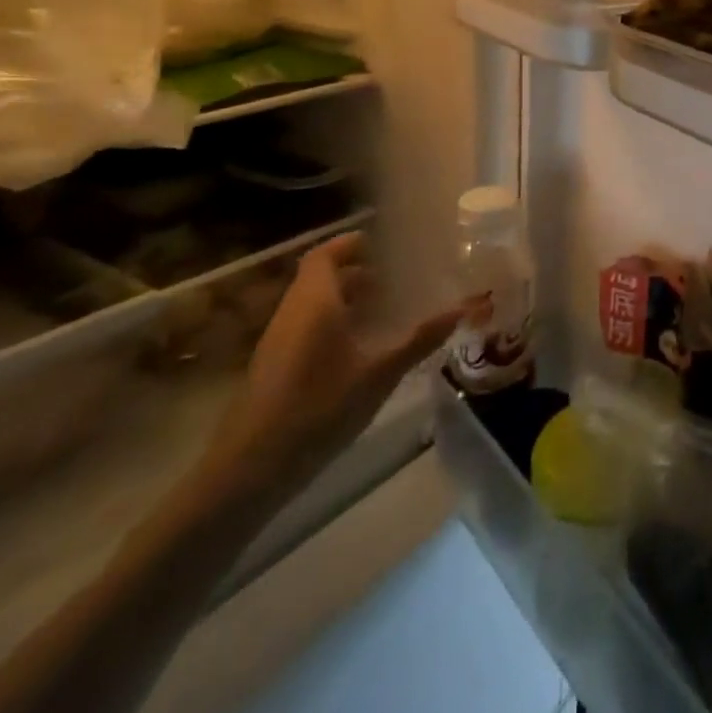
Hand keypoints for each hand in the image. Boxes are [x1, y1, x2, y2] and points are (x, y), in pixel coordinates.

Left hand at [197, 232, 463, 506]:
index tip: (380, 242)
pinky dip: (332, 322)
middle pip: (318, 278)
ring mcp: (278, 342)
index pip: (324, 255)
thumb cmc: (319, 408)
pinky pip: (305, 327)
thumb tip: (462, 309)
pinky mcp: (273, 368)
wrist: (249, 470)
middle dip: (353, 271)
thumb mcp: (380, 374)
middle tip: (392, 275)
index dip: (349, 244)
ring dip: (342, 298)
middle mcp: (293, 314)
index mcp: (315, 303)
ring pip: (311, 304)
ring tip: (382, 307)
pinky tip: (358, 346)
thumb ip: (420, 339)